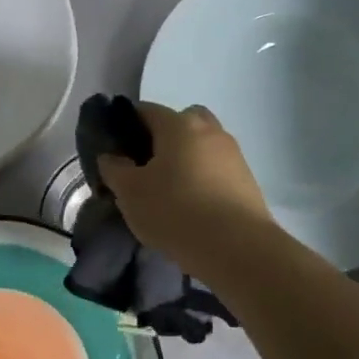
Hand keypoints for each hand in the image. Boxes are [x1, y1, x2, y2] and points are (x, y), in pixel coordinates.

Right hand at [96, 103, 277, 278]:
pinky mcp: (248, 179)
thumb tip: (110, 157)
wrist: (237, 248)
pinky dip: (204, 179)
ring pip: (202, 145)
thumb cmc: (176, 210)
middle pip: (180, 122)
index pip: (146, 110)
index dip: (127, 126)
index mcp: (178, 124)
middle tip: (148, 168)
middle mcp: (209, 129)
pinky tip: (194, 206)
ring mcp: (233, 153)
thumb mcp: (131, 193)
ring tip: (171, 192)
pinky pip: (217, 169)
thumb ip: (115, 169)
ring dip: (187, 159)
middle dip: (163, 138)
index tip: (117, 150)